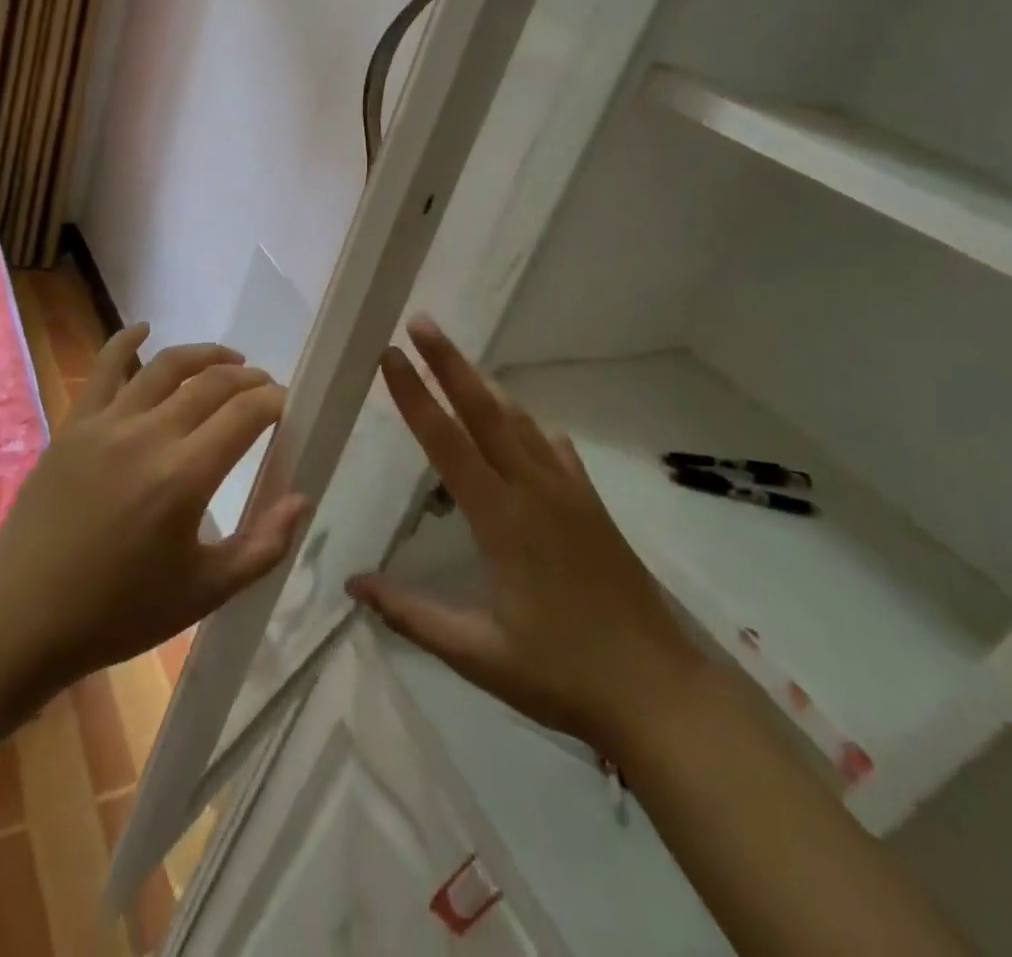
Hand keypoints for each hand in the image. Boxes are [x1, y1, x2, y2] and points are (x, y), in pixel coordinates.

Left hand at [0, 325, 308, 696]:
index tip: (288, 406)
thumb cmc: (118, 612)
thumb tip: (302, 499)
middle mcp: (148, 437)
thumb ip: (263, 547)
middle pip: (212, 383)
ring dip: (205, 355)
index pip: (246, 414)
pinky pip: (103, 367)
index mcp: (184, 478)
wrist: (21, 617)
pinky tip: (144, 328)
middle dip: (249, 379)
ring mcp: (106, 425)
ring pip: (165, 366)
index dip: (274, 401)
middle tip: (264, 390)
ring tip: (229, 360)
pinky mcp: (74, 425)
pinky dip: (126, 340)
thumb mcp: (204, 593)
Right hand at [347, 317, 702, 753]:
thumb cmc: (561, 673)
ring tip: (458, 362)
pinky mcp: (592, 504)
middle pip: (486, 410)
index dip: (415, 395)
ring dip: (485, 386)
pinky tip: (523, 426)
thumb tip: (353, 585)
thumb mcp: (477, 654)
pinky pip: (553, 448)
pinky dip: (528, 425)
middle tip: (422, 322)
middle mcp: (534, 489)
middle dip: (450, 362)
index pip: (447, 442)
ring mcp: (569, 492)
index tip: (391, 355)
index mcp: (501, 519)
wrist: (658, 690)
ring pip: (520, 421)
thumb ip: (412, 614)